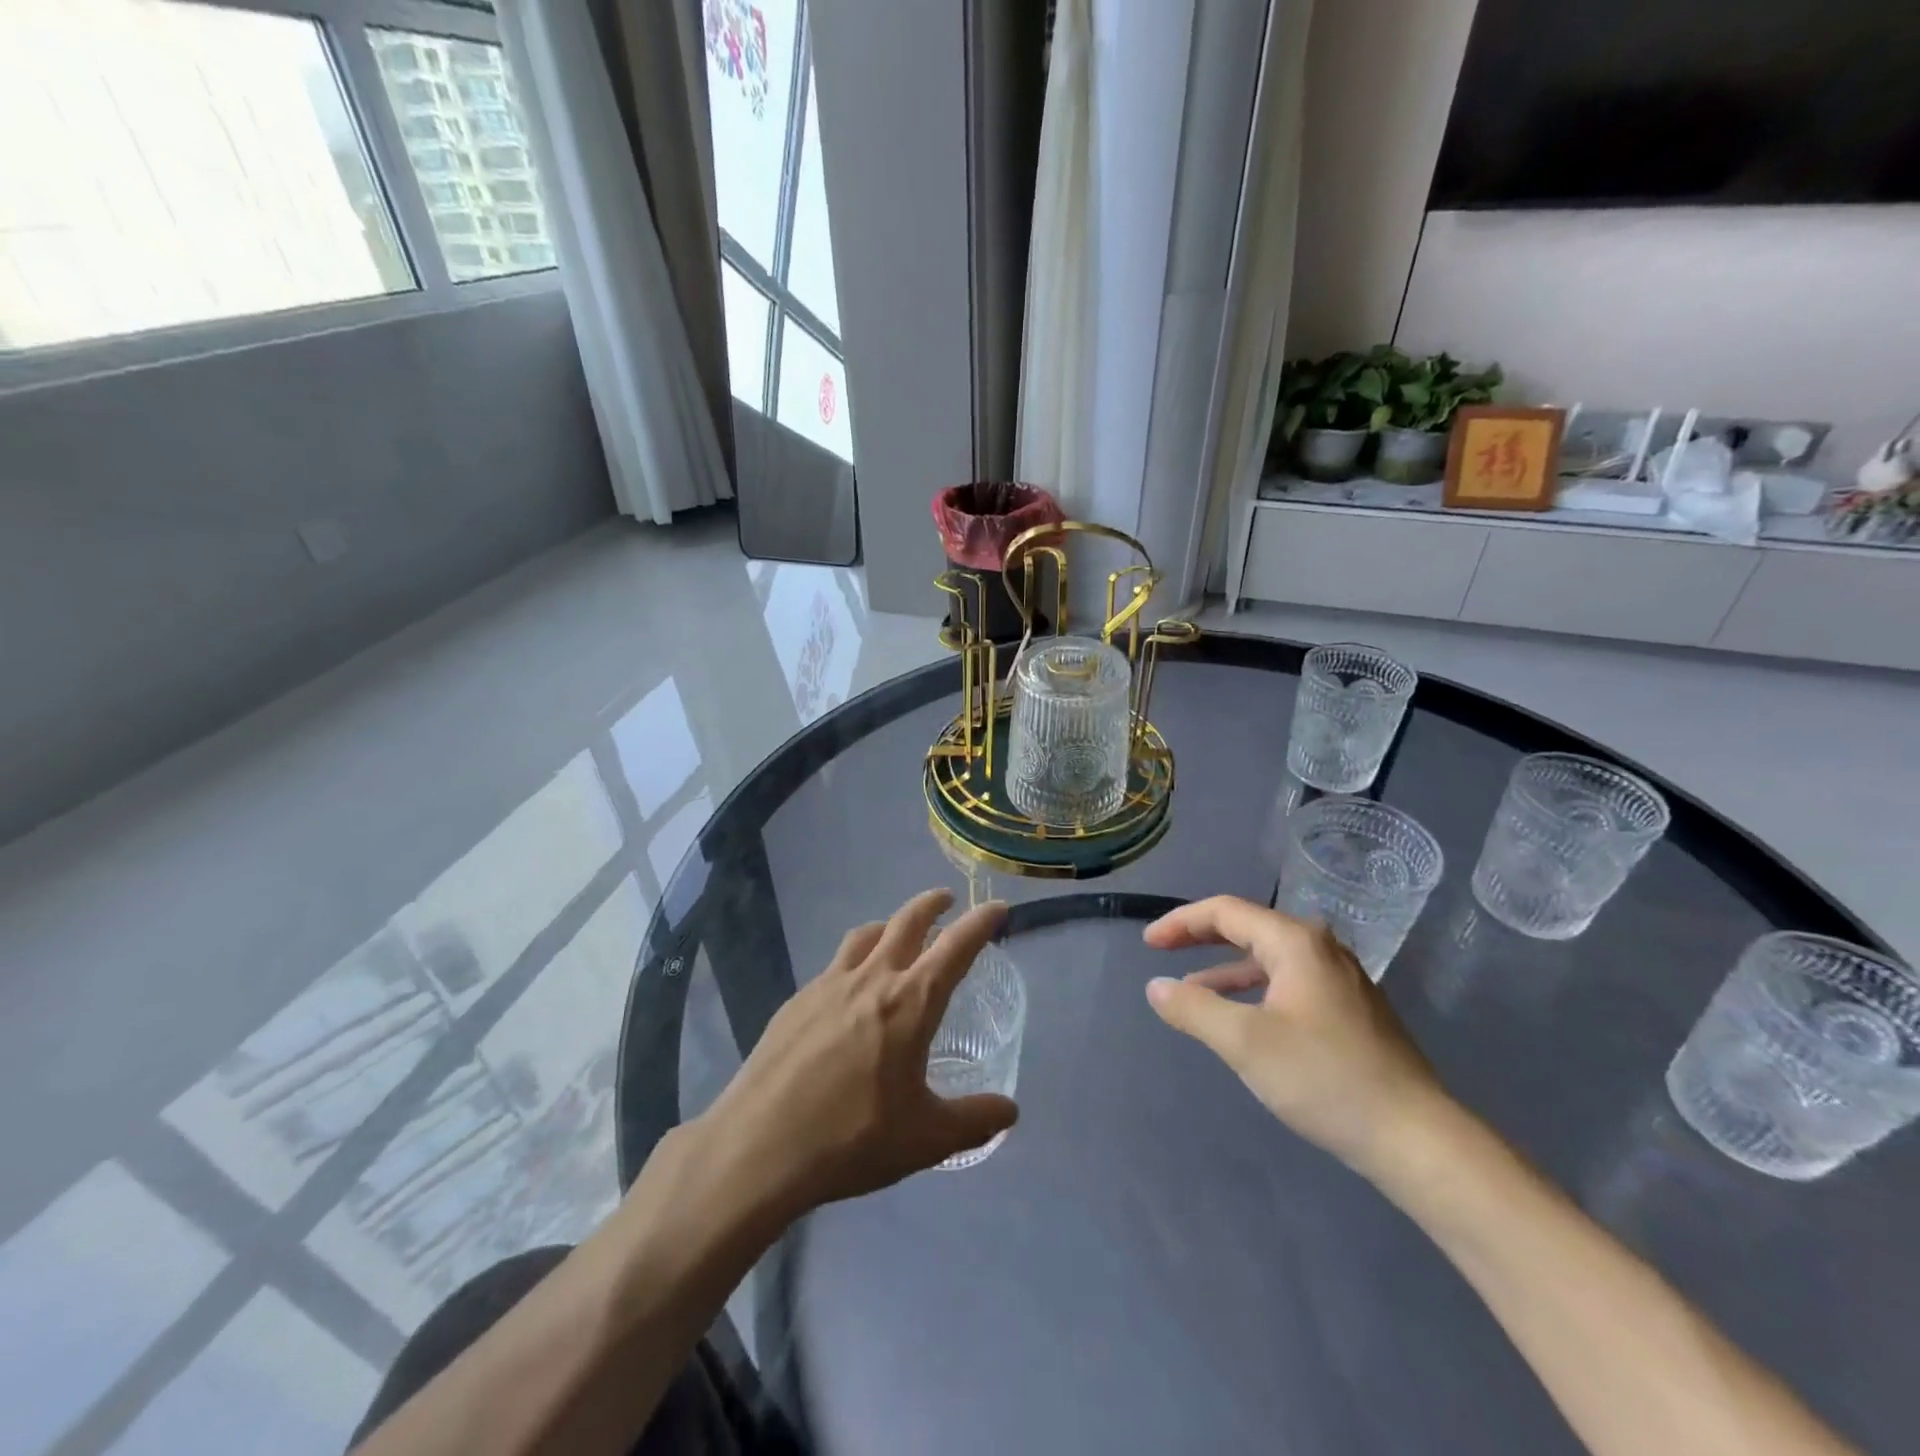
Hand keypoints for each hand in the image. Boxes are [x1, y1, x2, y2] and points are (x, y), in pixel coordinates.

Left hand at [696, 889, 1017, 1220]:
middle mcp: (871, 979)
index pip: (956, 947)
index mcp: (910, 1003)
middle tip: (947, 899)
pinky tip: (849, 990)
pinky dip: (854, 959)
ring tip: (897, 932)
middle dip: (931, 904)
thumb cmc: (852, 1139)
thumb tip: (1010, 1111)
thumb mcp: (926, 1139)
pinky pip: (834, 964)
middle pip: (906, 921)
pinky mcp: (796, 1001)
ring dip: (889, 924)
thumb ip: (973, 1120)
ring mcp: (828, 985)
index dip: (981, 922)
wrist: (760, 1146)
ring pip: (865, 934)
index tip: (997, 907)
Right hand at [1143, 896, 1447, 1177]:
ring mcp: (1341, 980)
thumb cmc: (1324, 1078)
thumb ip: (1194, 1009)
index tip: (1149, 945)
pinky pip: (1287, 983)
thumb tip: (1156, 987)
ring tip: (1193, 992)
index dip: (1181, 922)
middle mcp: (1320, 949)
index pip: (1225, 912)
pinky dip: (1253, 990)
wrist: (1416, 1138)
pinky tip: (1242, 1019)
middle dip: (1201, 938)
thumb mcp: (1245, 1042)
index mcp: (1296, 942)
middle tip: (1162, 951)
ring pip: (1269, 959)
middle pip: (1248, 928)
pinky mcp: (1350, 1011)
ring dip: (1225, 969)